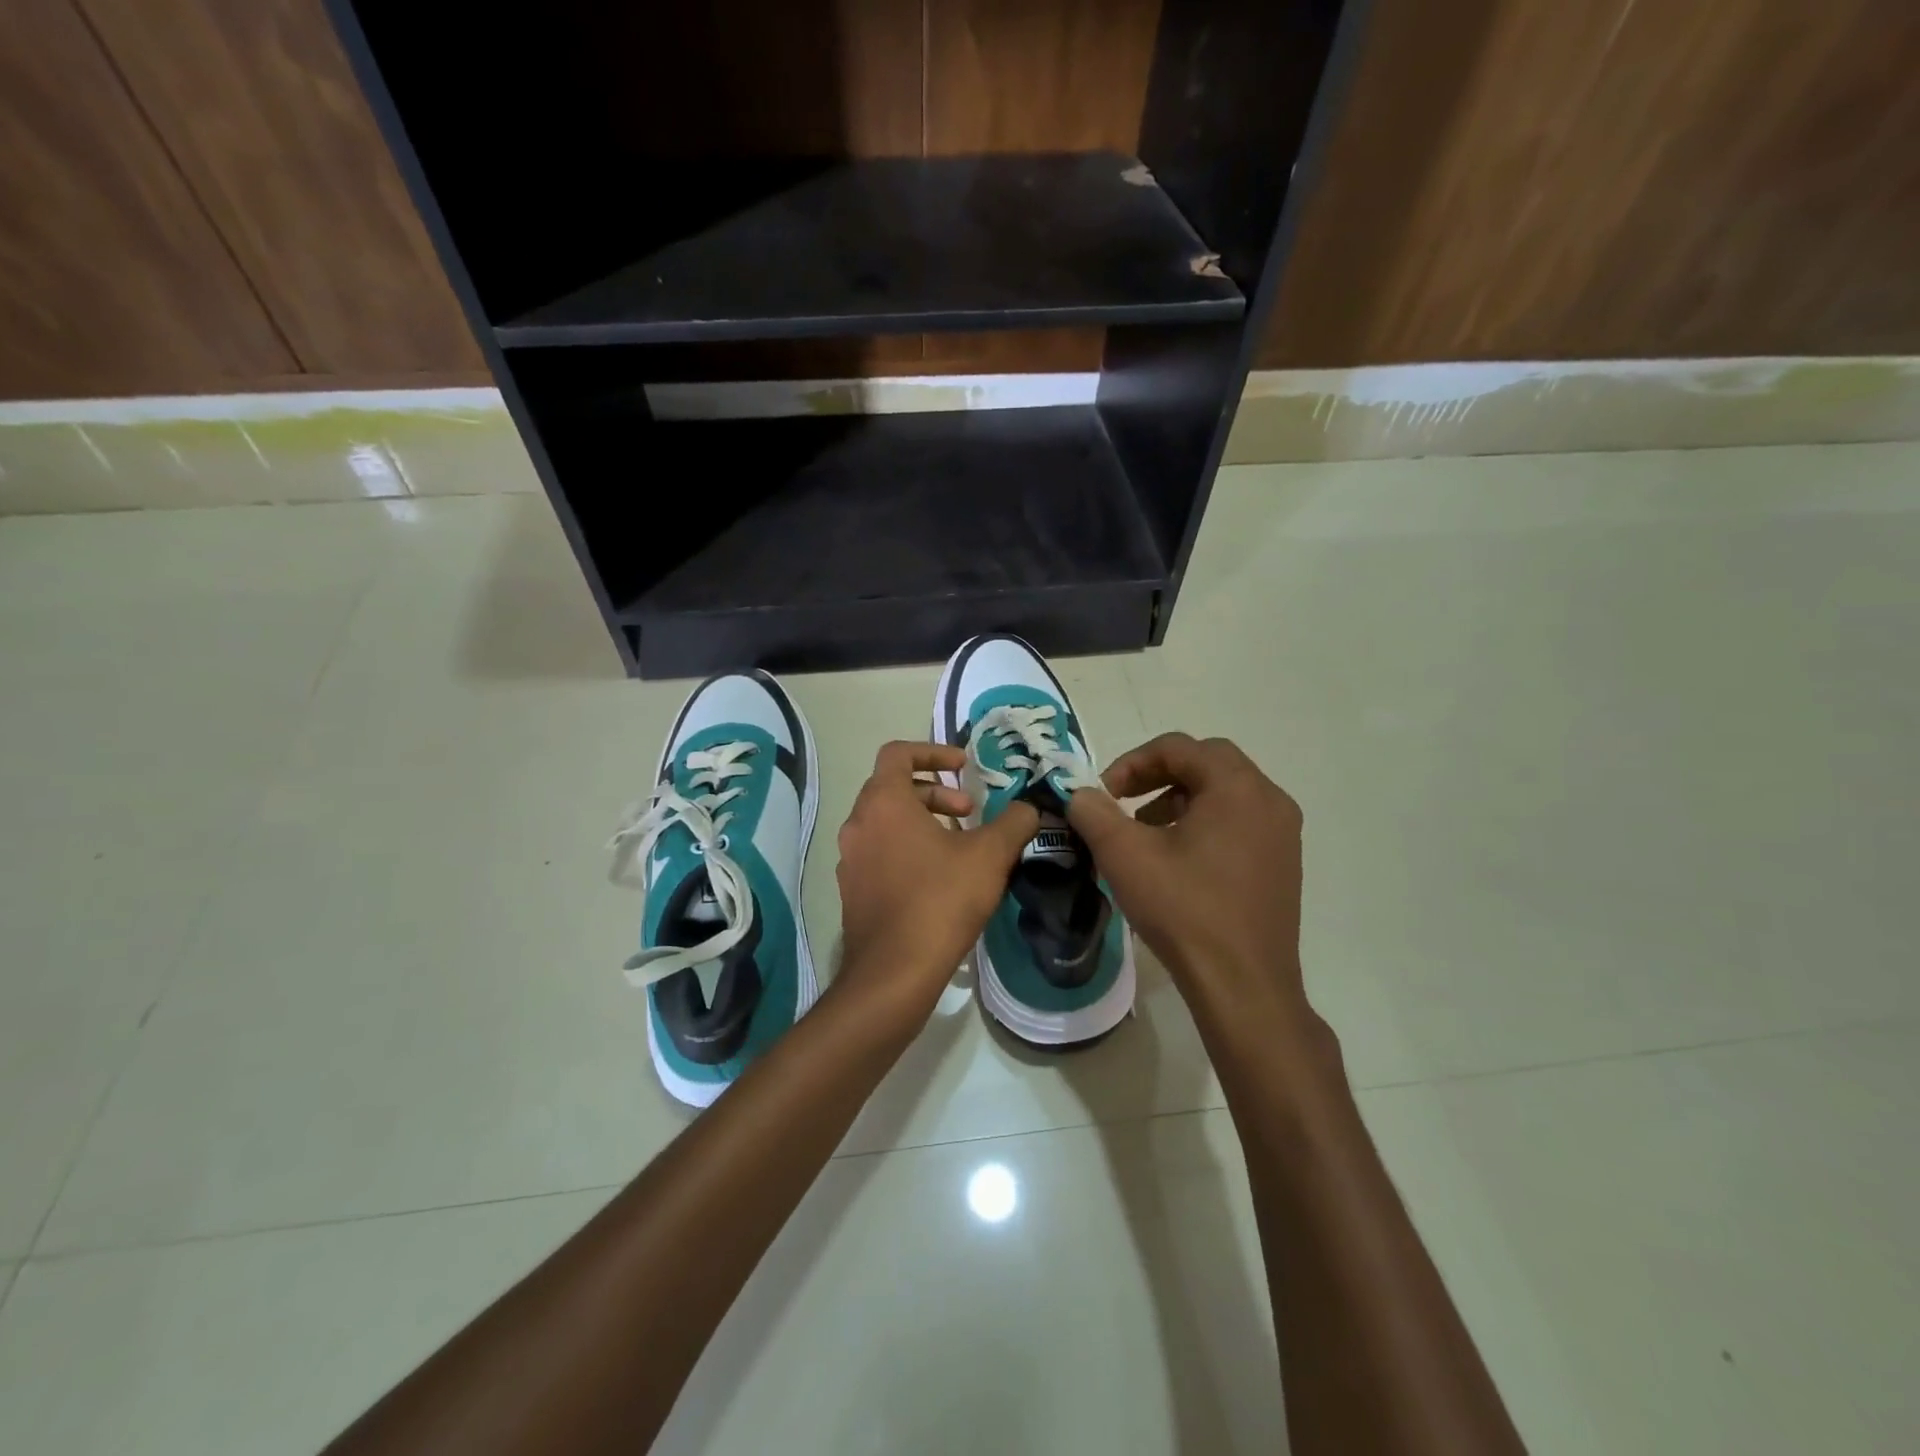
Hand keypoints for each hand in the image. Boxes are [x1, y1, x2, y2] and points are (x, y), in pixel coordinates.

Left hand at [834, 741, 1038, 1026]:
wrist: (894, 972)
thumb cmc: (940, 900)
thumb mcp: (989, 855)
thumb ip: (1014, 822)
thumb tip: (1029, 808)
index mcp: (884, 802)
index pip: (898, 753)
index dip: (934, 751)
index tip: (963, 767)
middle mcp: (858, 823)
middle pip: (893, 787)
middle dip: (936, 792)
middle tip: (970, 812)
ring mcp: (850, 859)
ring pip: (887, 822)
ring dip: (923, 821)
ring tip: (960, 846)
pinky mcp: (852, 889)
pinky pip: (880, 852)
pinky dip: (908, 849)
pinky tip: (939, 879)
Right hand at [1068, 733, 1316, 1038]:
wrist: (1243, 986)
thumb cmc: (1185, 911)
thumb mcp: (1125, 856)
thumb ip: (1094, 812)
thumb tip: (1079, 794)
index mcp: (1237, 787)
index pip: (1178, 747)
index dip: (1132, 762)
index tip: (1103, 793)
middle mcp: (1269, 800)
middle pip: (1207, 762)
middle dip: (1158, 775)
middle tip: (1124, 802)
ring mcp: (1282, 833)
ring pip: (1224, 793)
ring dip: (1180, 799)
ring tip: (1146, 834)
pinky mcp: (1283, 863)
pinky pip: (1239, 821)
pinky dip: (1204, 823)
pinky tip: (1177, 861)